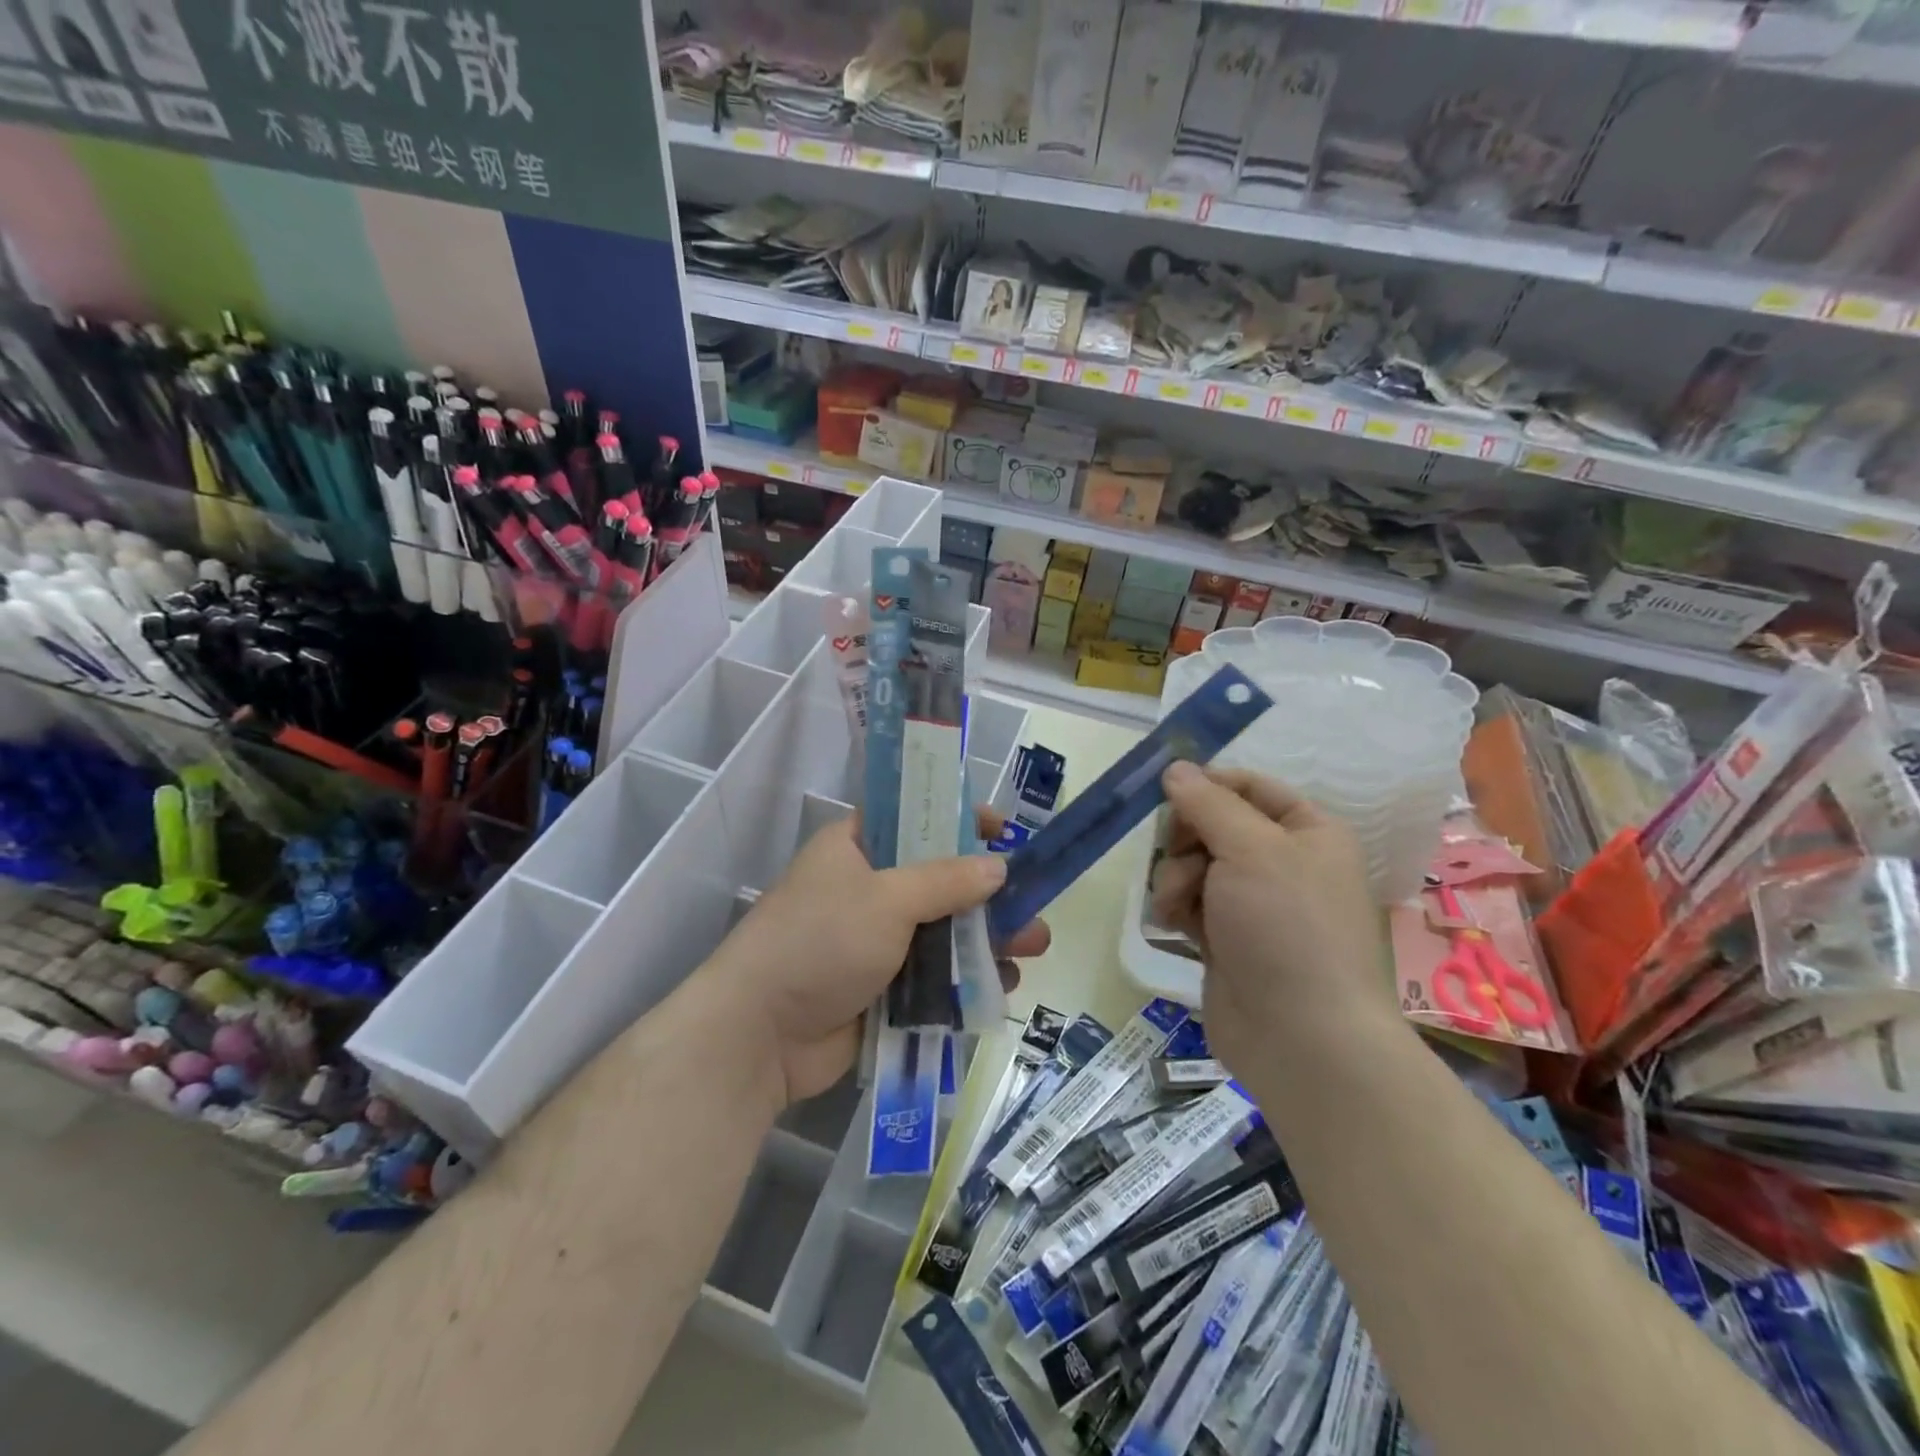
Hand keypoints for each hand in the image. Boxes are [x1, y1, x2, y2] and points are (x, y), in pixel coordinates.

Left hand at [709, 812, 1051, 1104]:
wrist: (760, 1035)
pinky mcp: (883, 988)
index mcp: (856, 847)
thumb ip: (947, 880)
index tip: (1004, 831)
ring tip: (1032, 947)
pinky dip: (966, 978)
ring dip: (987, 938)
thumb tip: (999, 867)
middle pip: (940, 879)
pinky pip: (935, 976)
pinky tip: (1002, 984)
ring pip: (943, 931)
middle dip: (988, 893)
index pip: (914, 818)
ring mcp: (876, 941)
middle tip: (1033, 900)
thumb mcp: (886, 898)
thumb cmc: (820, 943)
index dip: (960, 820)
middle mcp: (867, 888)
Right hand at [1150, 763, 1389, 1079]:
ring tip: (1178, 904)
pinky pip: (1190, 903)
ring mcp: (1254, 905)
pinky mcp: (1227, 940)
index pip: (1250, 787)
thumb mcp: (1251, 849)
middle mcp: (1284, 864)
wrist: (1302, 1038)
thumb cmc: (1287, 927)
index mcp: (1309, 832)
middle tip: (1176, 853)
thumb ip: (1208, 804)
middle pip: (1214, 825)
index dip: (1207, 785)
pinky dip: (1177, 908)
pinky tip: (1174, 924)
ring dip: (1176, 877)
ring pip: (1194, 865)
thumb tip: (1176, 768)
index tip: (1167, 791)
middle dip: (1186, 838)